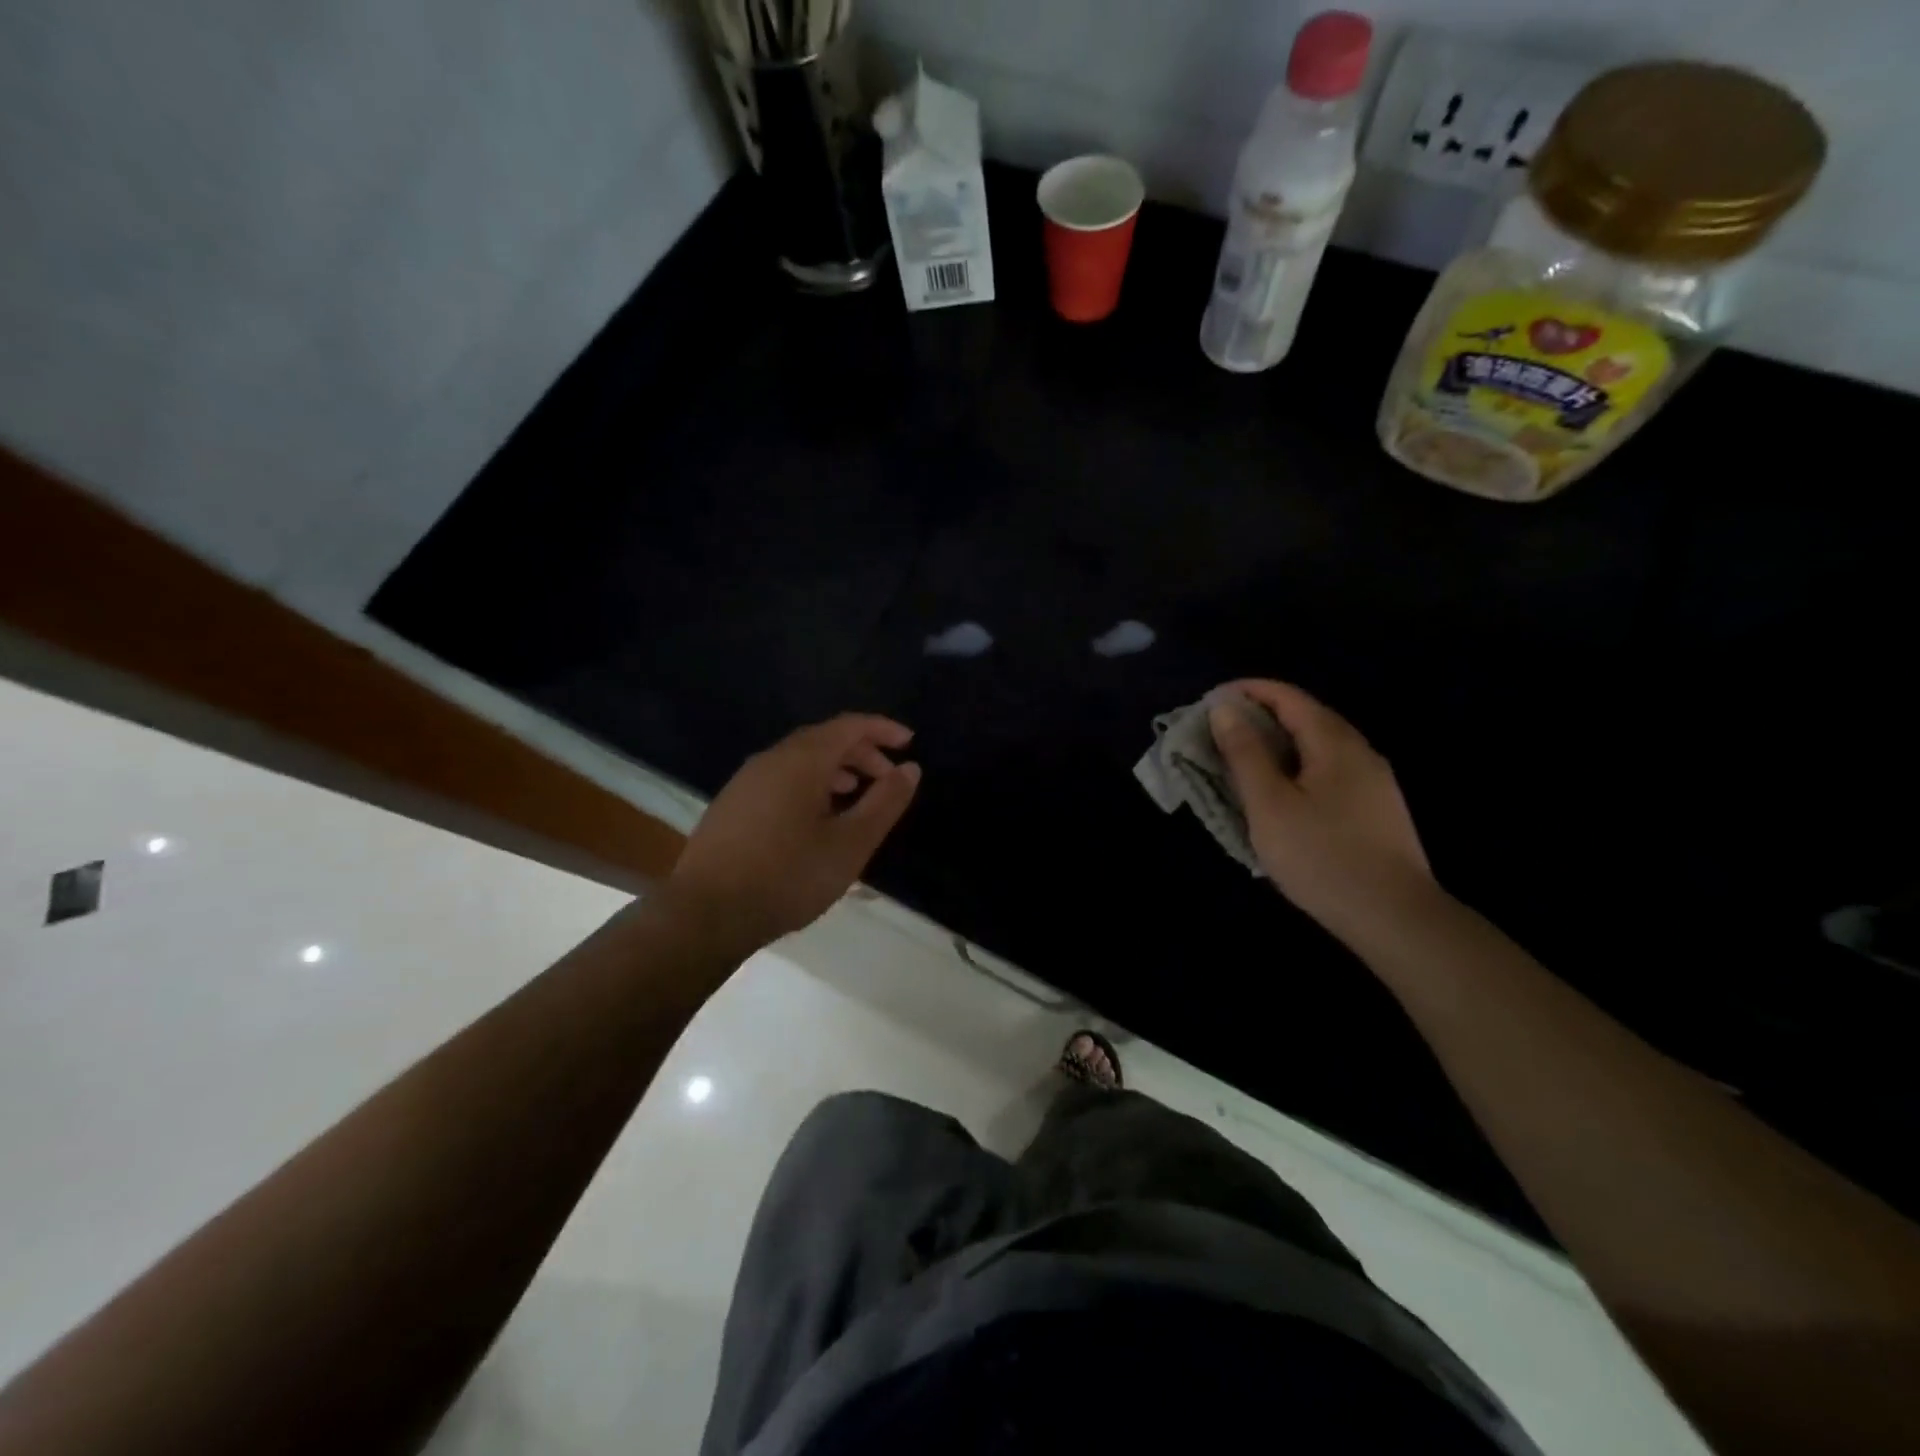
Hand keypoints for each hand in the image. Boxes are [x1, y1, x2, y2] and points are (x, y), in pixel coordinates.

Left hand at [665, 714, 921, 951]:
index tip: (909, 743)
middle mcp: (771, 759)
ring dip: (835, 769)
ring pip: (800, 759)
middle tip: (888, 779)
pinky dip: (809, 784)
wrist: (706, 913)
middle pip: (824, 739)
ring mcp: (746, 781)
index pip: (849, 726)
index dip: (882, 729)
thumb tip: (910, 769)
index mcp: (802, 760)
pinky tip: (815, 818)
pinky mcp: (732, 804)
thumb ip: (885, 802)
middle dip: (861, 752)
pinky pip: (780, 778)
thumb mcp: (850, 844)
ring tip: (856, 795)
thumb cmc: (788, 876)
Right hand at [1209, 680, 1432, 937]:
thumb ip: (1245, 753)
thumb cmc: (1322, 856)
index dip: (1248, 691)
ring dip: (1278, 745)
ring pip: (1318, 747)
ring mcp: (1373, 782)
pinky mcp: (1376, 810)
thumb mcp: (1269, 804)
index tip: (1211, 701)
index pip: (1288, 697)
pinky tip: (1280, 795)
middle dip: (1260, 717)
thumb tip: (1225, 708)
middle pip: (1306, 717)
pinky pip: (1328, 771)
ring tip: (1242, 762)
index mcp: (1334, 742)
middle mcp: (1360, 751)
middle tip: (1219, 734)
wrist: (1395, 918)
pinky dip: (1295, 768)